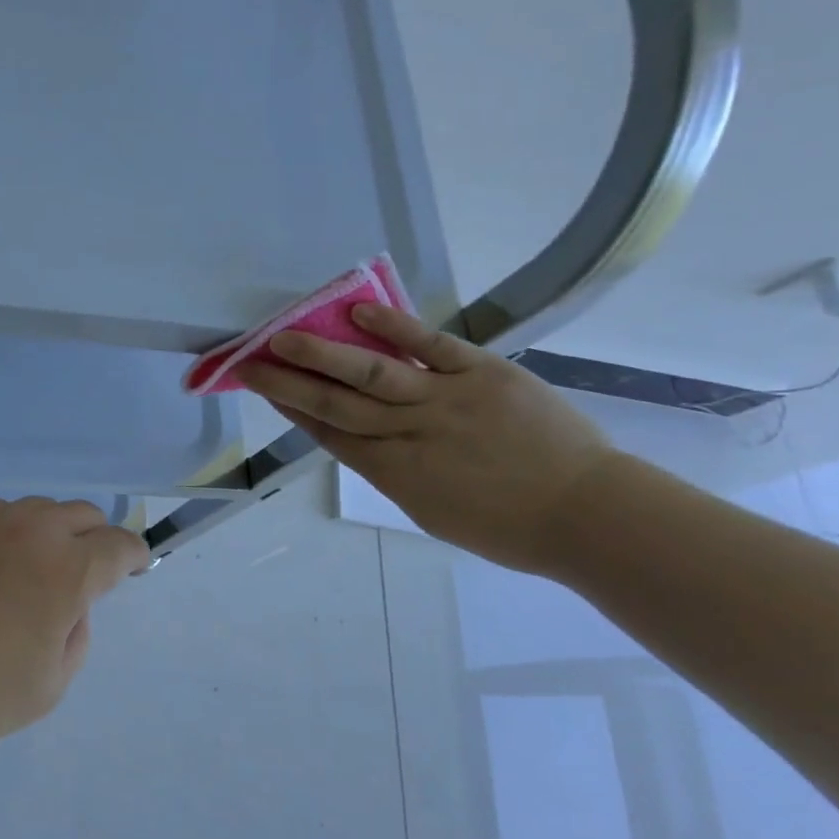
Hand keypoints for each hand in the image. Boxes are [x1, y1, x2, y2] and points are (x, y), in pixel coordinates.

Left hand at [0, 498, 149, 755]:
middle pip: (81, 514)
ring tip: (23, 572)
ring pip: (35, 509)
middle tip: (77, 575)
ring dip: (47, 533)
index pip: (119, 545)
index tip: (131, 568)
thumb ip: (76, 637)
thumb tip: (70, 605)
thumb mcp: (46, 688)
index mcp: (66, 571)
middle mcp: (31, 531)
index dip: (133, 555)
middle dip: (92, 539)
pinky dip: (2, 532)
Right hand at [240, 304, 617, 575]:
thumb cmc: (508, 527)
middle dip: (287, 382)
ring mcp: (444, 399)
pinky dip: (394, 326)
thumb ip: (393, 473)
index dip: (291, 410)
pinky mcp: (482, 373)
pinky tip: (358, 311)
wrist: (588, 513)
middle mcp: (407, 434)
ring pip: (369, 372)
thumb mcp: (432, 511)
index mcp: (394, 473)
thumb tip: (364, 441)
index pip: (329, 434)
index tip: (263, 388)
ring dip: (322, 353)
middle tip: (251, 361)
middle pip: (334, 403)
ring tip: (284, 335)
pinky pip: (431, 345)